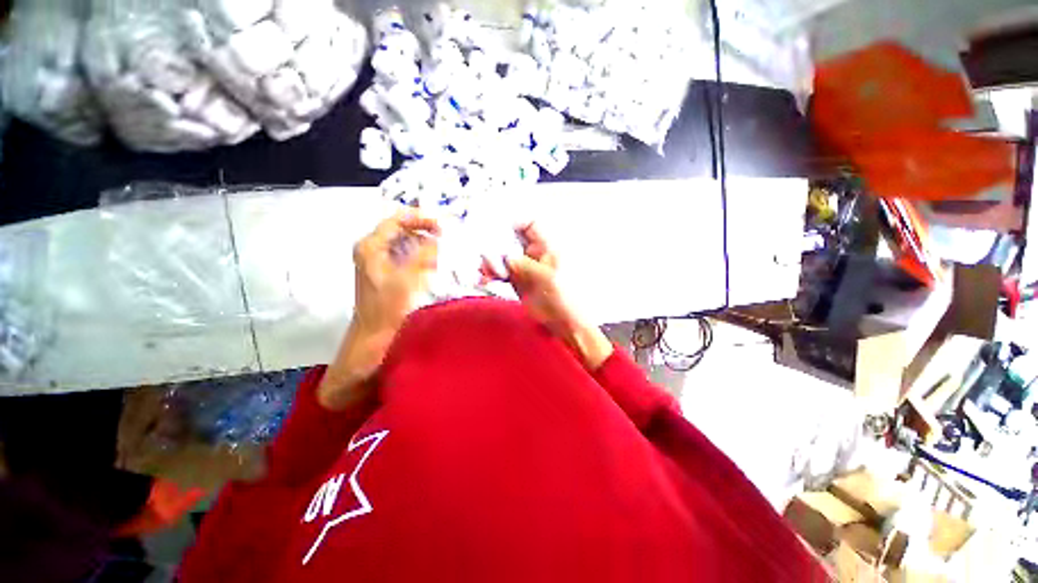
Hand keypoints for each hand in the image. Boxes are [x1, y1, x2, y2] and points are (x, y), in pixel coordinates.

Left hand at [352, 209, 440, 335]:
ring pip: (403, 242)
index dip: (419, 219)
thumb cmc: (387, 307)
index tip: (439, 226)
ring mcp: (376, 260)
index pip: (396, 221)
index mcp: (371, 246)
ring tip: (437, 254)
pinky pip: (403, 254)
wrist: (374, 332)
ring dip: (422, 245)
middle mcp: (371, 249)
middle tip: (441, 238)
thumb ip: (424, 255)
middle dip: (423, 233)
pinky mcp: (384, 270)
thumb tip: (436, 239)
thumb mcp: (408, 278)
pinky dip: (418, 256)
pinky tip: (429, 265)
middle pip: (400, 230)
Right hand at [483, 223, 612, 369]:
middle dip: (495, 240)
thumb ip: (525, 266)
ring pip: (502, 254)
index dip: (512, 219)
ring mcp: (524, 266)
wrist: (565, 322)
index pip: (529, 223)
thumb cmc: (566, 297)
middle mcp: (534, 252)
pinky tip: (483, 278)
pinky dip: (490, 273)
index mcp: (547, 246)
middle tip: (482, 248)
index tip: (494, 221)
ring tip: (483, 269)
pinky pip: (500, 271)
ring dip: (490, 259)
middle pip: (511, 237)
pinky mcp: (516, 280)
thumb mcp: (547, 278)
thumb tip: (505, 257)